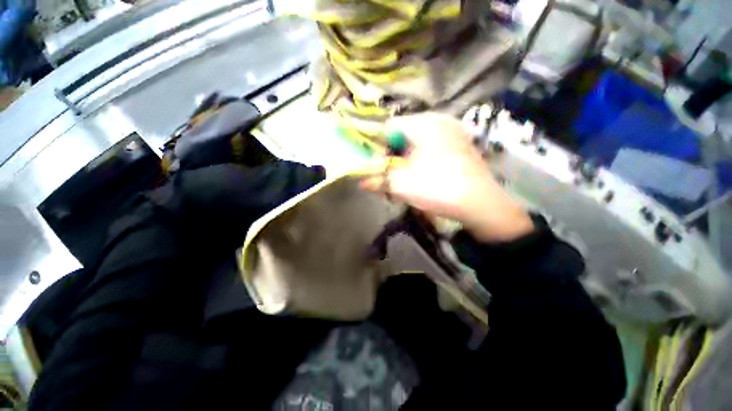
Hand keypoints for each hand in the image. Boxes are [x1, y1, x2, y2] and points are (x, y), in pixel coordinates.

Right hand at [360, 113, 533, 242]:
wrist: (481, 204)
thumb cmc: (437, 188)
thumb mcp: (401, 184)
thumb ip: (378, 180)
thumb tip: (362, 182)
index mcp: (423, 123)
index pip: (388, 128)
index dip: (379, 148)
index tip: (380, 168)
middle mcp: (438, 120)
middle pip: (403, 136)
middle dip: (393, 157)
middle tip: (392, 177)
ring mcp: (452, 131)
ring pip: (418, 143)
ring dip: (406, 161)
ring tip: (406, 180)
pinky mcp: (461, 144)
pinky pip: (433, 148)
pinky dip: (422, 160)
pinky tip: (423, 177)